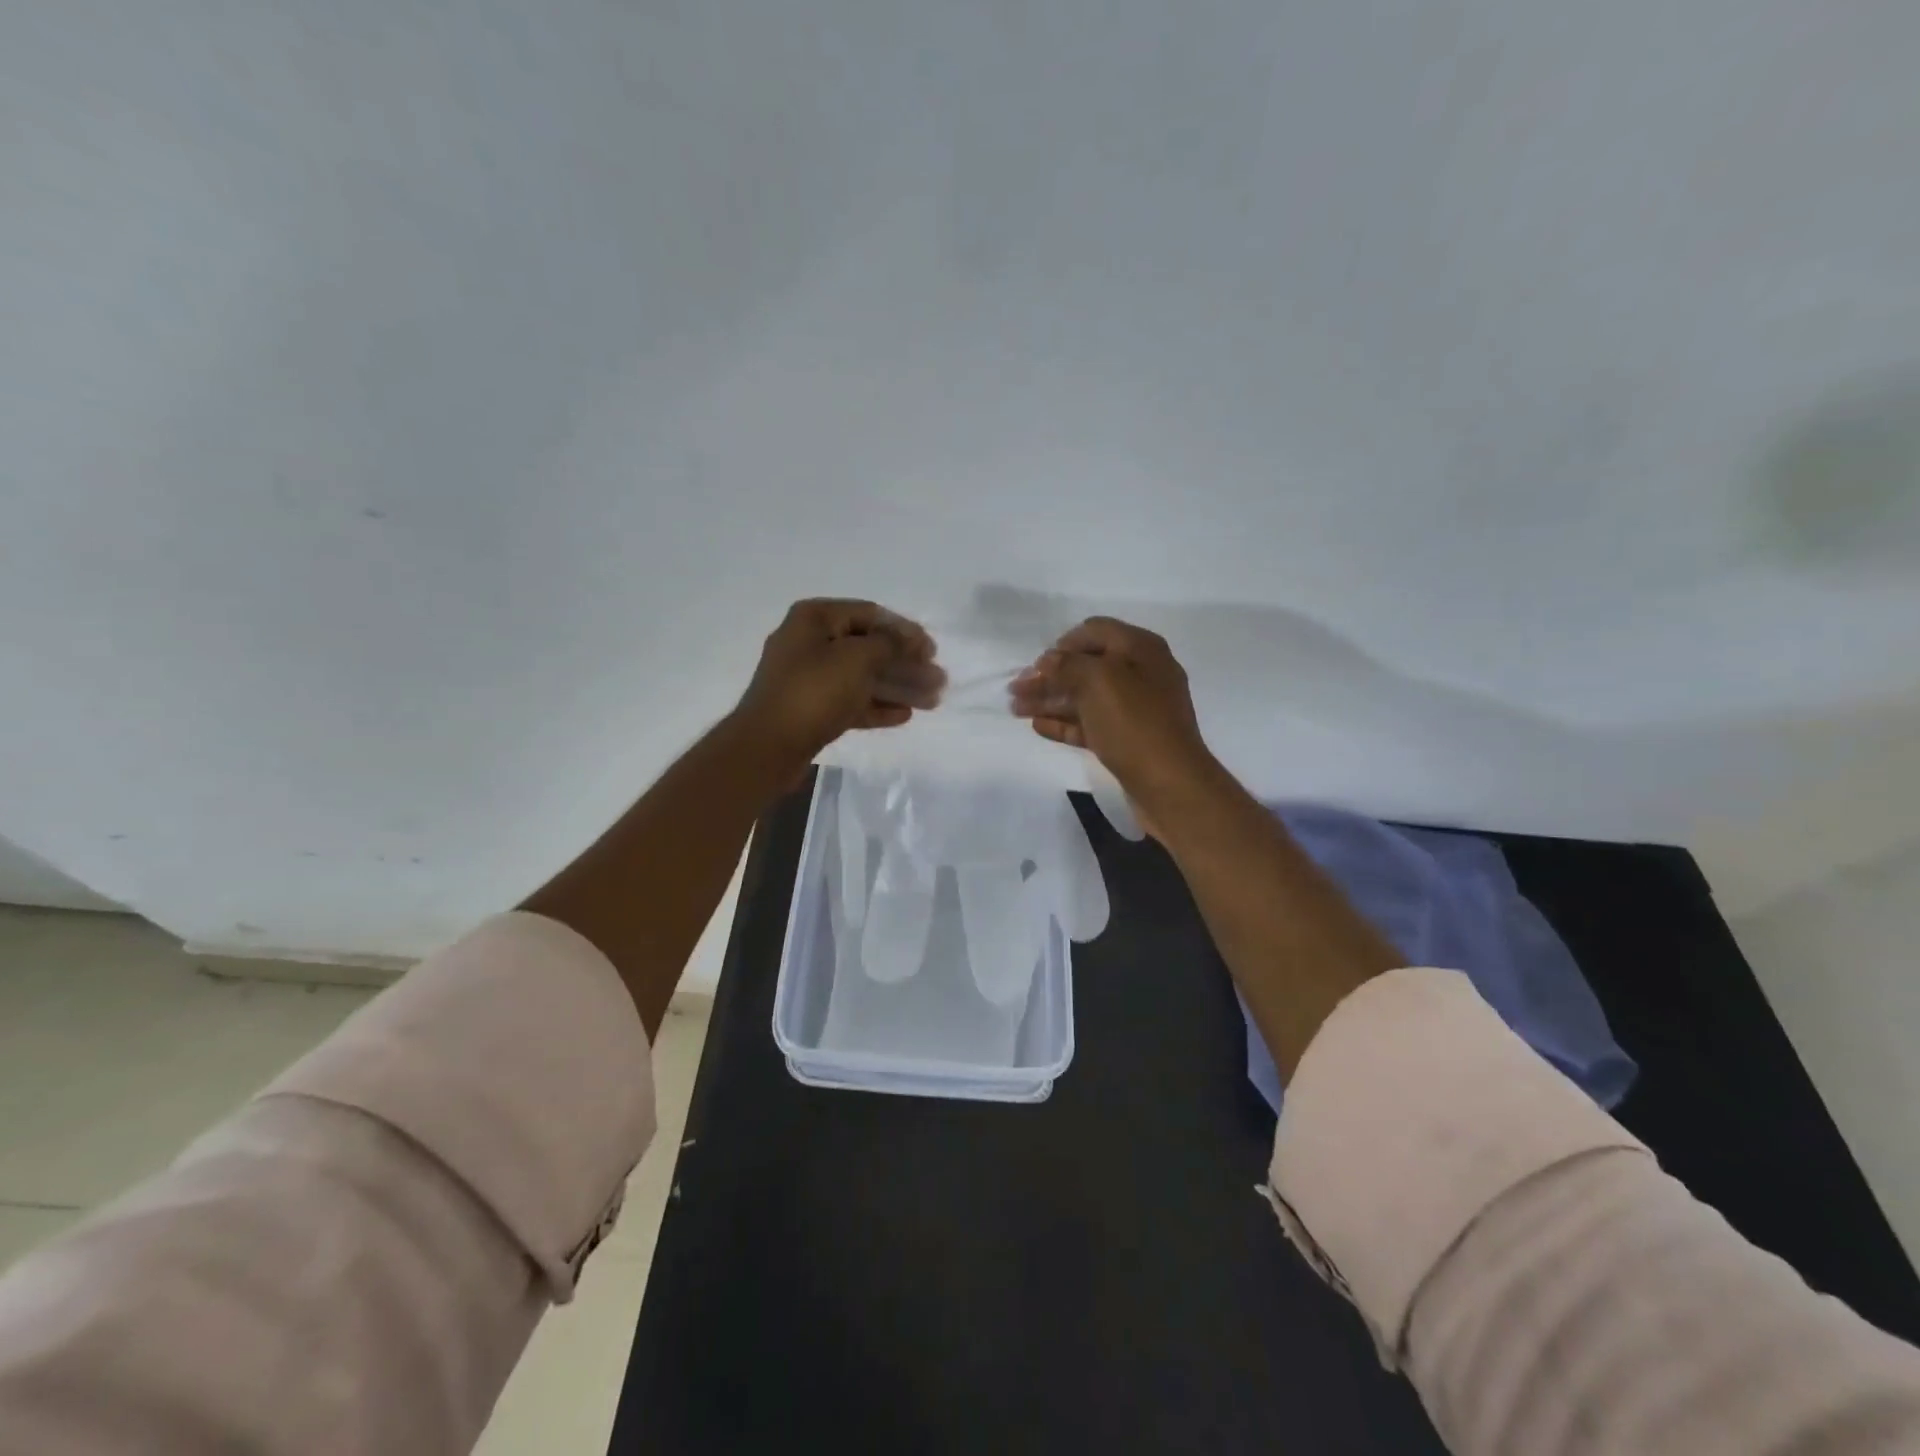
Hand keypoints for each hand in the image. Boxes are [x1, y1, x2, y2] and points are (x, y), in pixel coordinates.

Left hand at [733, 599, 944, 762]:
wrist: (768, 746)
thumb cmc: (814, 691)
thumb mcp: (858, 658)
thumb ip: (890, 644)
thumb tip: (910, 640)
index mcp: (815, 618)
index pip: (870, 614)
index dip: (905, 630)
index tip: (932, 650)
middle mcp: (809, 642)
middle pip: (868, 648)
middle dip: (906, 664)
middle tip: (937, 680)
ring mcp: (808, 678)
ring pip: (862, 677)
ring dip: (897, 687)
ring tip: (931, 701)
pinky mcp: (810, 709)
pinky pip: (850, 701)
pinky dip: (876, 706)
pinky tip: (904, 715)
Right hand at [1009, 617, 1215, 834]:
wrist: (1170, 783)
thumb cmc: (1134, 723)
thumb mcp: (1099, 681)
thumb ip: (1067, 665)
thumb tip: (1048, 661)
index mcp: (1140, 648)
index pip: (1095, 631)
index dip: (1063, 643)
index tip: (1037, 663)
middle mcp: (1140, 673)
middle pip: (1086, 667)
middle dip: (1049, 676)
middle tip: (1016, 689)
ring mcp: (1135, 709)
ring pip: (1085, 697)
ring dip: (1050, 700)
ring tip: (1016, 709)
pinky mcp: (1128, 739)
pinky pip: (1091, 724)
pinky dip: (1065, 723)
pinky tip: (1038, 726)